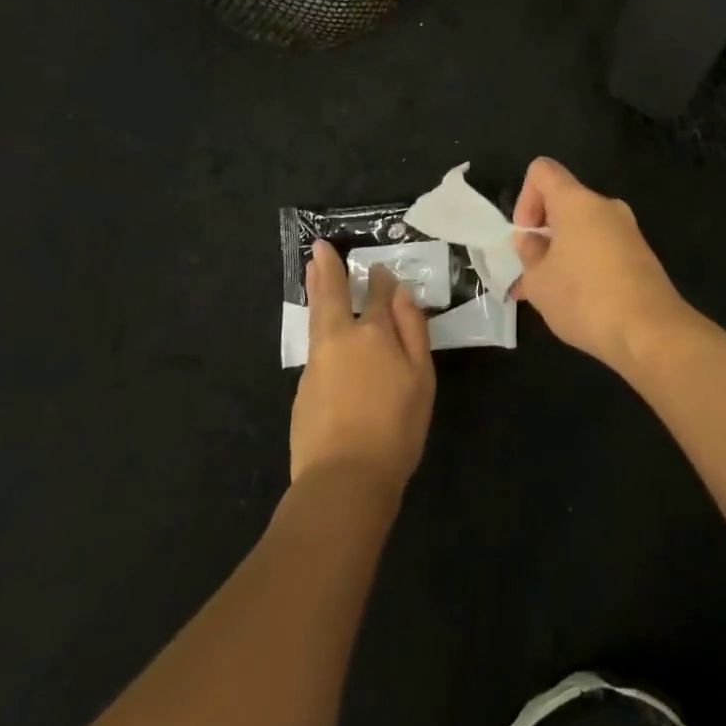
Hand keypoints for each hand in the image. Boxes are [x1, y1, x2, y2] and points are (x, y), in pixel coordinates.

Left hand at [290, 243, 435, 496]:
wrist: (344, 478)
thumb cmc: (396, 427)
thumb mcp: (421, 376)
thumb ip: (412, 329)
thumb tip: (401, 292)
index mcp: (373, 332)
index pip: (377, 294)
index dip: (379, 279)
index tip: (378, 267)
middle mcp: (340, 338)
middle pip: (332, 295)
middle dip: (327, 269)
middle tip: (318, 247)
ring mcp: (317, 363)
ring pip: (317, 317)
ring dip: (316, 290)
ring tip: (312, 271)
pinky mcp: (304, 388)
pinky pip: (315, 346)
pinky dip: (317, 326)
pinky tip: (322, 331)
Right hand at [511, 157, 696, 372]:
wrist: (650, 332)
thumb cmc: (585, 298)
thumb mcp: (539, 281)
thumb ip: (529, 254)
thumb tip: (531, 240)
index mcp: (577, 201)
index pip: (542, 171)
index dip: (525, 198)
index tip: (526, 236)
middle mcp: (605, 206)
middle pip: (564, 202)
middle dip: (544, 232)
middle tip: (533, 272)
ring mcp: (628, 230)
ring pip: (584, 229)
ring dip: (563, 253)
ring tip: (551, 295)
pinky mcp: (641, 255)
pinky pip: (603, 248)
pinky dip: (586, 265)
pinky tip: (579, 303)